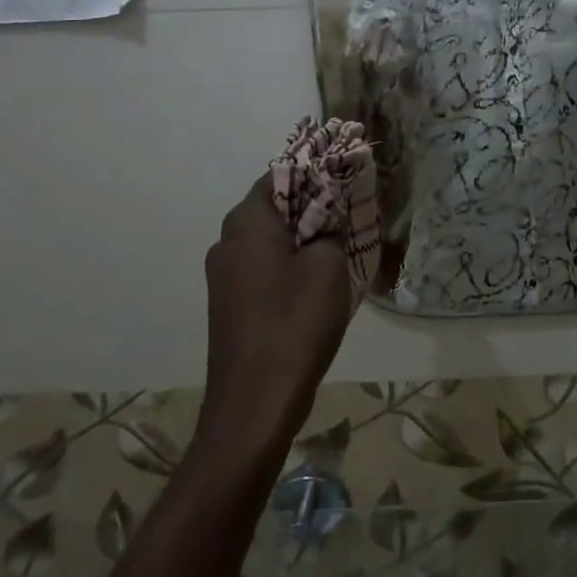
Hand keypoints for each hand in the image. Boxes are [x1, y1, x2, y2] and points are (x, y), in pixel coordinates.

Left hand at [201, 175, 356, 451]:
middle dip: (313, 205)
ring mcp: (223, 274)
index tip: (349, 180)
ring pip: (269, 238)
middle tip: (352, 214)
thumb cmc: (295, 324)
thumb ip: (330, 226)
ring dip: (303, 237)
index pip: (282, 174)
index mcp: (247, 222)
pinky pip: (262, 266)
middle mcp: (227, 240)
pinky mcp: (228, 302)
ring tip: (341, 246)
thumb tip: (330, 209)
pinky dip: (289, 263)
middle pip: (275, 205)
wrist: (255, 404)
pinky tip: (318, 281)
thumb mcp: (328, 266)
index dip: (317, 173)